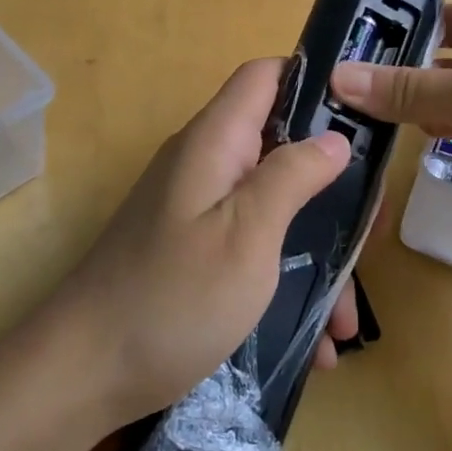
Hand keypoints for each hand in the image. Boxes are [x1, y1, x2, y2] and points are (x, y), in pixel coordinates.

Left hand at [49, 58, 360, 427]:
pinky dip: (284, 279)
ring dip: (314, 249)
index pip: (266, 76)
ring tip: (345, 316)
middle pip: (279, 144)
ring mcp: (196, 208)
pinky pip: (251, 245)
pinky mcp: (192, 249)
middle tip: (369, 233)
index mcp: (215, 141)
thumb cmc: (173, 298)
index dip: (314, 82)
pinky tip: (312, 340)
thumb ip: (291, 176)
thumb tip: (334, 137)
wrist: (82, 373)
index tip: (364, 120)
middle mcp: (205, 163)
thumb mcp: (246, 234)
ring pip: (272, 205)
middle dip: (330, 185)